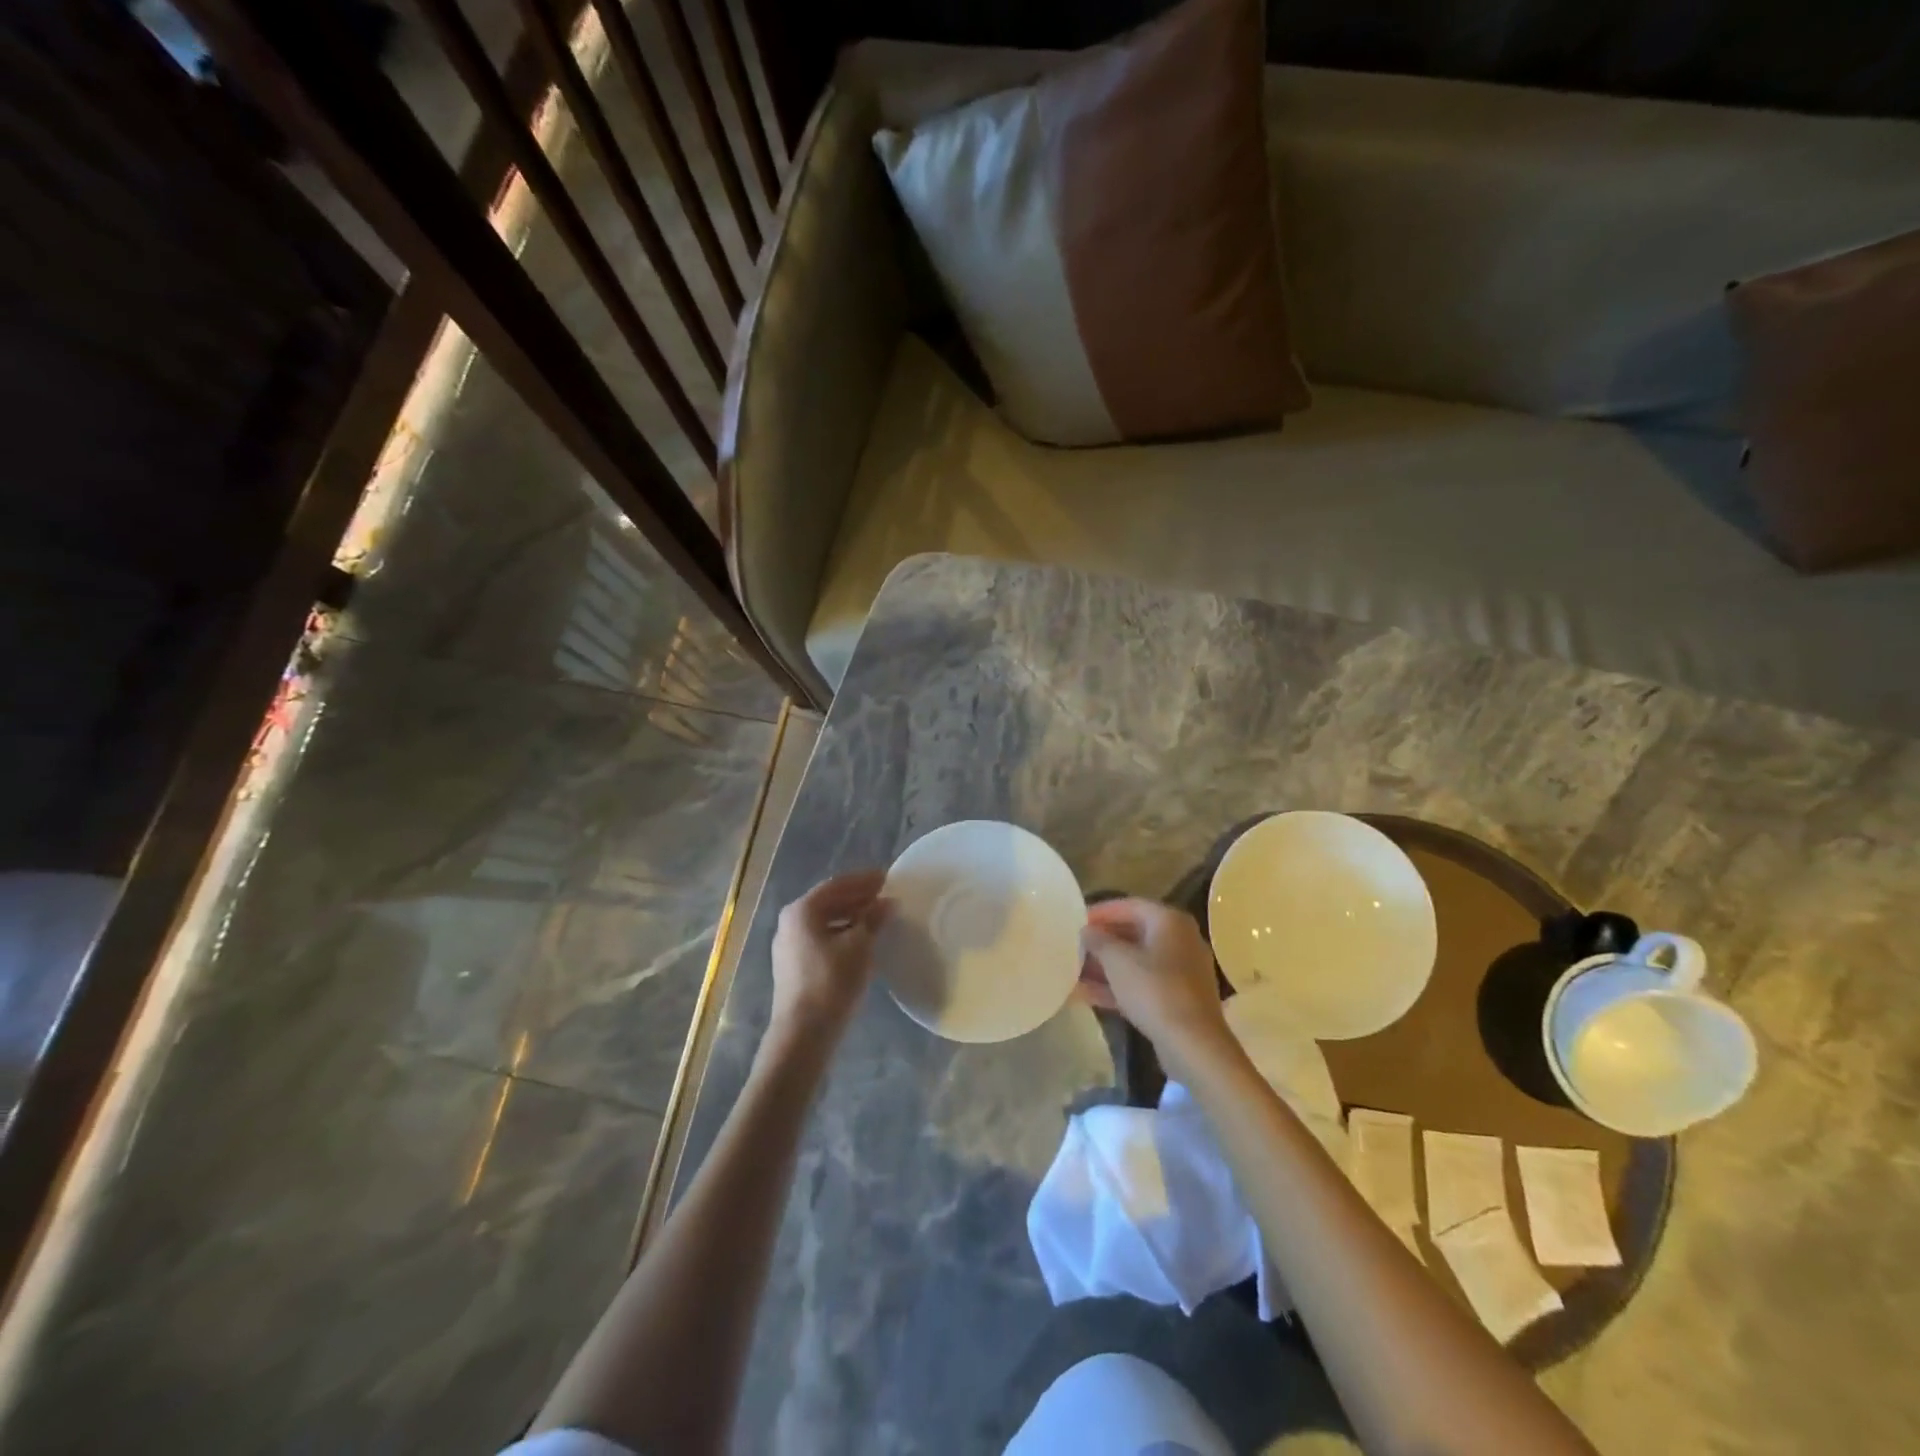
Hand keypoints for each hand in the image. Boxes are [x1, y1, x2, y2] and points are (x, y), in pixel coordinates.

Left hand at [766, 870, 889, 1051]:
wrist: (803, 1033)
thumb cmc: (832, 982)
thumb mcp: (860, 946)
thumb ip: (874, 919)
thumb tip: (888, 903)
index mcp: (802, 910)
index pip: (837, 885)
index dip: (863, 880)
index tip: (886, 877)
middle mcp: (790, 922)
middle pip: (828, 901)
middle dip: (857, 897)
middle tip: (884, 894)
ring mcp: (788, 945)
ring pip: (824, 921)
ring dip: (850, 915)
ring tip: (876, 916)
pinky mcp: (793, 965)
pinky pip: (820, 937)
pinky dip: (841, 932)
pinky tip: (860, 939)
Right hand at [1079, 898, 1234, 1082]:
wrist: (1193, 1044)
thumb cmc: (1154, 990)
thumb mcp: (1117, 961)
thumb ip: (1098, 940)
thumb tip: (1087, 930)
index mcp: (1169, 921)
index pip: (1129, 905)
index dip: (1100, 912)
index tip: (1075, 920)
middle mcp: (1180, 939)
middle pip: (1134, 933)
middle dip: (1102, 942)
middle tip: (1074, 947)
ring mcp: (1182, 970)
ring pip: (1137, 961)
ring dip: (1106, 966)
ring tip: (1074, 972)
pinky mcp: (1179, 997)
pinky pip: (1144, 983)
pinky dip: (1119, 986)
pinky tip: (1087, 995)